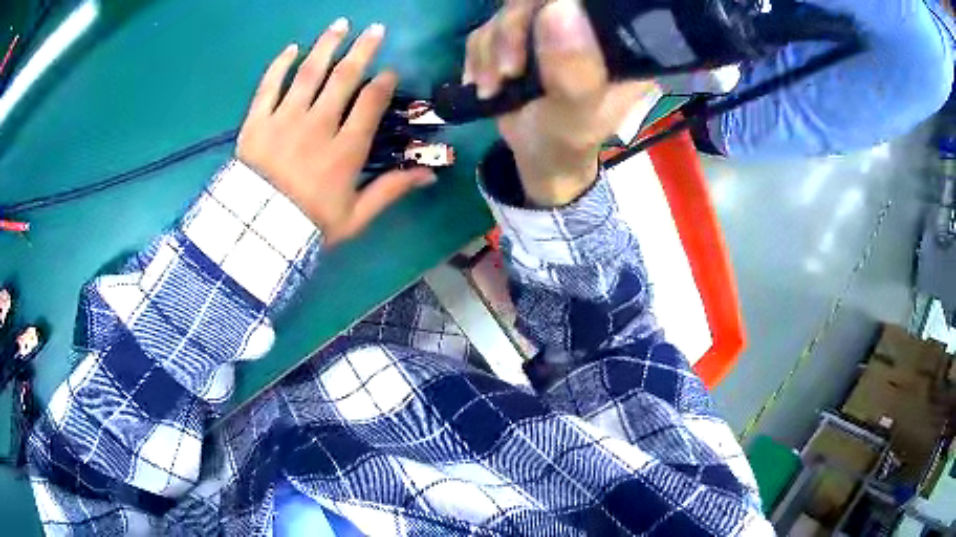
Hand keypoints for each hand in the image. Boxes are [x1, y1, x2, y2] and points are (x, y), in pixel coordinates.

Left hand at [237, 19, 435, 245]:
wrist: (257, 235)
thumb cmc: (308, 226)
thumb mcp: (355, 217)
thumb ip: (390, 191)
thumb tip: (429, 174)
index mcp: (345, 149)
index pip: (370, 102)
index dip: (383, 82)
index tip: (389, 72)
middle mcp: (318, 125)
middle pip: (344, 78)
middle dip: (362, 50)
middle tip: (375, 29)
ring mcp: (285, 120)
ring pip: (309, 73)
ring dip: (327, 45)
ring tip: (340, 25)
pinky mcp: (257, 122)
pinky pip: (269, 86)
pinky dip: (280, 65)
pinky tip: (293, 48)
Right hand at [464, 0, 657, 205]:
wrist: (537, 159)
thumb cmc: (567, 142)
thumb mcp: (575, 114)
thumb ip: (573, 69)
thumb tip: (560, 7)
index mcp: (617, 44)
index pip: (591, 3)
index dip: (555, 7)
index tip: (536, 33)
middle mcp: (586, 28)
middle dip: (511, 32)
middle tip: (506, 72)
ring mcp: (551, 29)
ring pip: (507, 11)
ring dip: (490, 51)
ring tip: (495, 88)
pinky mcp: (521, 36)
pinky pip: (487, 28)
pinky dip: (479, 56)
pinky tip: (487, 84)